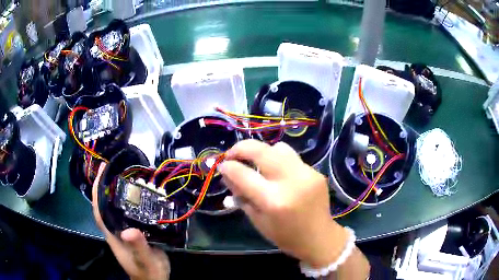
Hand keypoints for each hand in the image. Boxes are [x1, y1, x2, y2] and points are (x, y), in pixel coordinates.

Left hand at [92, 163, 170, 279]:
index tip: (100, 173)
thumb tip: (128, 231)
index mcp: (113, 235)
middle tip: (114, 168)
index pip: (99, 210)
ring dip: (116, 192)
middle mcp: (115, 230)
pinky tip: (138, 195)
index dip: (96, 192)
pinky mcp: (132, 231)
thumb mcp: (145, 260)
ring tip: (125, 176)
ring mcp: (123, 230)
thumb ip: (138, 247)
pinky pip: (127, 212)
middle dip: (105, 186)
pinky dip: (129, 201)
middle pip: (105, 205)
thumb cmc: (148, 272)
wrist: (153, 278)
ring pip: (115, 208)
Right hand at [219, 140, 368, 277]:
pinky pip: (292, 159)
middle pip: (261, 150)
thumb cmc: (285, 236)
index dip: (227, 167)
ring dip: (262, 152)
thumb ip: (241, 195)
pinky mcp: (316, 172)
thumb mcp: (257, 220)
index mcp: (273, 201)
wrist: (319, 238)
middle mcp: (291, 181)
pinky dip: (279, 162)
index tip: (221, 165)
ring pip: (278, 148)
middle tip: (232, 154)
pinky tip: (278, 175)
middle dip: (241, 148)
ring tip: (257, 164)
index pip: (243, 174)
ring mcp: (306, 173)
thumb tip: (227, 174)